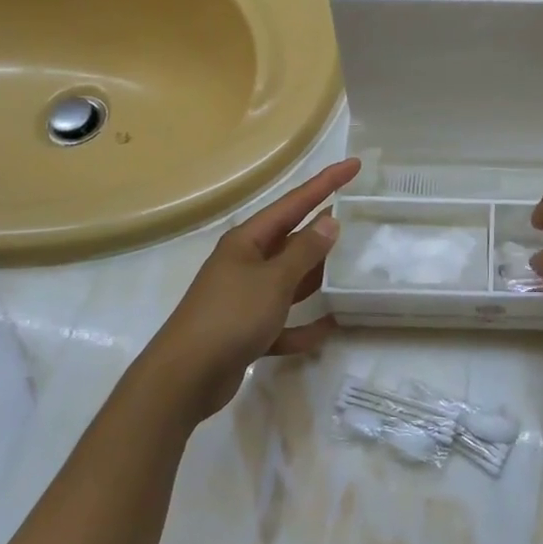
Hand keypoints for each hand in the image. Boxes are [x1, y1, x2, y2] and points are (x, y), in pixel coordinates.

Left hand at [151, 157, 360, 419]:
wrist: (185, 378)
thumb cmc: (230, 317)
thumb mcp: (273, 280)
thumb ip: (304, 252)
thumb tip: (330, 221)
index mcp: (248, 242)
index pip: (294, 203)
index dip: (325, 183)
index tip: (354, 165)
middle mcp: (245, 263)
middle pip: (291, 239)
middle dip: (321, 229)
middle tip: (357, 217)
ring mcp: (245, 298)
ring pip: (289, 279)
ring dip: (315, 276)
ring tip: (350, 268)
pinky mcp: (247, 331)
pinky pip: (283, 322)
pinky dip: (303, 325)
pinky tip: (328, 329)